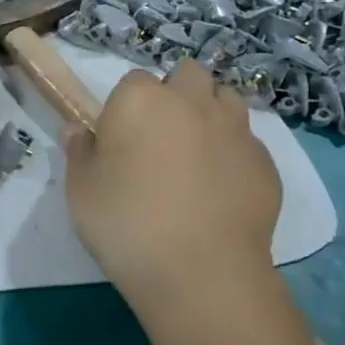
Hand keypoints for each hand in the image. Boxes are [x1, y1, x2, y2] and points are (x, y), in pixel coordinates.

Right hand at [62, 61, 280, 301]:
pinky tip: (219, 188)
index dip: (126, 106)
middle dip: (177, 93)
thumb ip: (79, 151)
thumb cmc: (125, 221)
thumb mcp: (80, 189)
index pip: (133, 80)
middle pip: (188, 74)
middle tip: (160, 135)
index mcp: (140, 100)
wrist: (200, 270)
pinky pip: (247, 142)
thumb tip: (78, 130)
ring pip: (226, 100)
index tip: (119, 137)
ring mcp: (235, 129)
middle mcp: (191, 102)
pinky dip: (233, 154)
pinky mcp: (266, 162)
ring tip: (194, 154)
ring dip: (210, 113)